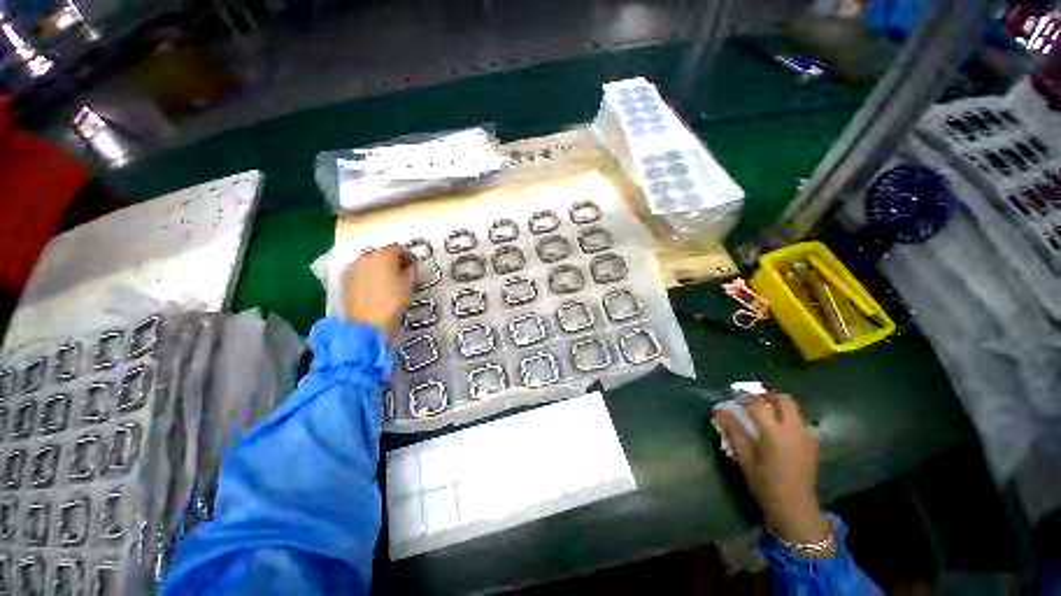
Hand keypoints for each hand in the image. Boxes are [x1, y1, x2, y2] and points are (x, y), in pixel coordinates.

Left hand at [341, 245, 415, 332]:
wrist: (367, 323)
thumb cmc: (392, 302)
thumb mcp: (410, 284)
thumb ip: (412, 269)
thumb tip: (410, 265)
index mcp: (384, 254)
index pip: (399, 248)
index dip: (408, 256)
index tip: (412, 266)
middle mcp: (366, 256)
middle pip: (383, 253)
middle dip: (393, 261)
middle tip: (401, 274)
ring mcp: (353, 266)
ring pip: (370, 262)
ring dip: (379, 268)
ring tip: (387, 282)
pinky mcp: (345, 278)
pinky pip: (360, 271)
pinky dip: (368, 275)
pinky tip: (374, 288)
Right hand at [712, 393, 829, 545]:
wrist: (795, 508)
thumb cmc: (765, 484)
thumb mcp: (745, 458)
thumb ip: (733, 431)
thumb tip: (718, 411)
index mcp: (774, 433)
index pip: (758, 404)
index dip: (744, 397)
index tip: (733, 396)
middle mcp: (793, 430)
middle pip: (783, 399)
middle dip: (767, 395)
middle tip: (752, 400)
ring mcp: (806, 436)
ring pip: (794, 409)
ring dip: (778, 405)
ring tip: (763, 414)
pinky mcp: (812, 443)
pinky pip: (799, 421)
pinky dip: (787, 417)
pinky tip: (777, 430)